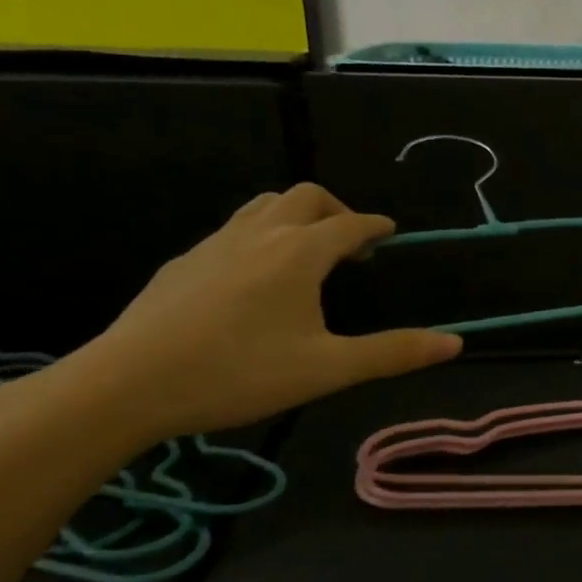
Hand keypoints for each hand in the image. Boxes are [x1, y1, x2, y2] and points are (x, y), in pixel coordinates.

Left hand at [58, 183, 460, 442]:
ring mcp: (215, 245)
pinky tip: (253, 278)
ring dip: (295, 216)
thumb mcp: (328, 368)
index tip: (389, 232)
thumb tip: (454, 343)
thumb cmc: (239, 372)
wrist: (126, 385)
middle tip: (352, 245)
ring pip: (263, 206)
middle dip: (336, 211)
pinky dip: (260, 235)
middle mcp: (260, 235)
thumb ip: (393, 353)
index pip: (349, 223)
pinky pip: (233, 230)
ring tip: (307, 252)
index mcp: (300, 253)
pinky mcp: (183, 263)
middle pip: (305, 197)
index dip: (375, 225)